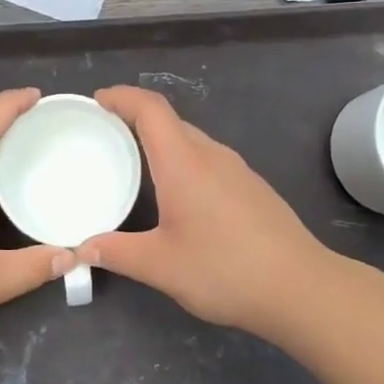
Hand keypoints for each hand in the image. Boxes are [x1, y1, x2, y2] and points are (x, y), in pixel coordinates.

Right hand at [79, 86, 335, 338]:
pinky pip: (209, 158)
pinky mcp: (252, 186)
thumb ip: (117, 253)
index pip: (150, 109)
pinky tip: (179, 193)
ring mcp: (237, 169)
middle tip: (106, 133)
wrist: (301, 287)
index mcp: (184, 163)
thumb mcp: (161, 266)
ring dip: (161, 140)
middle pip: (170, 120)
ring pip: (192, 139)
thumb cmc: (225, 269)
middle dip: (135, 117)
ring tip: (136, 161)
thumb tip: (82, 249)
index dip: (122, 96)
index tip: (97, 100)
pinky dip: (183, 160)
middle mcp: (211, 155)